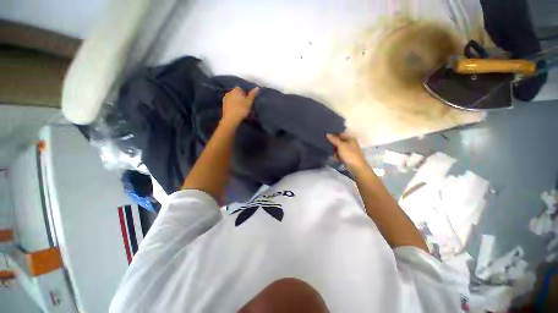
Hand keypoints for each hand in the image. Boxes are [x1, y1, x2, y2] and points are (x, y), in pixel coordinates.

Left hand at [222, 86, 258, 125]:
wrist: (231, 118)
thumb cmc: (241, 109)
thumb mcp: (249, 102)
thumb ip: (253, 94)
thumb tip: (257, 87)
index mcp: (236, 90)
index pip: (240, 89)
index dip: (244, 94)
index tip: (247, 100)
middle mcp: (229, 92)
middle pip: (236, 93)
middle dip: (239, 97)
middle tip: (244, 105)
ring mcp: (225, 98)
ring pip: (232, 98)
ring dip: (235, 102)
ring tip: (240, 109)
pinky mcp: (223, 105)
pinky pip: (229, 103)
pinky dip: (232, 106)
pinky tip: (235, 111)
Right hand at [327, 133, 367, 171]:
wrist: (356, 167)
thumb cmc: (349, 154)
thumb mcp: (340, 145)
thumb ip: (334, 139)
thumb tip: (327, 134)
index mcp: (350, 139)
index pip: (340, 135)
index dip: (333, 136)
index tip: (326, 138)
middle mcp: (350, 143)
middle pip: (339, 142)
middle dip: (334, 146)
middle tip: (331, 148)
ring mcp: (349, 150)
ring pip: (339, 149)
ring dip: (335, 152)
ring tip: (335, 155)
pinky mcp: (348, 157)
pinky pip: (340, 154)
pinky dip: (338, 156)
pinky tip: (337, 159)